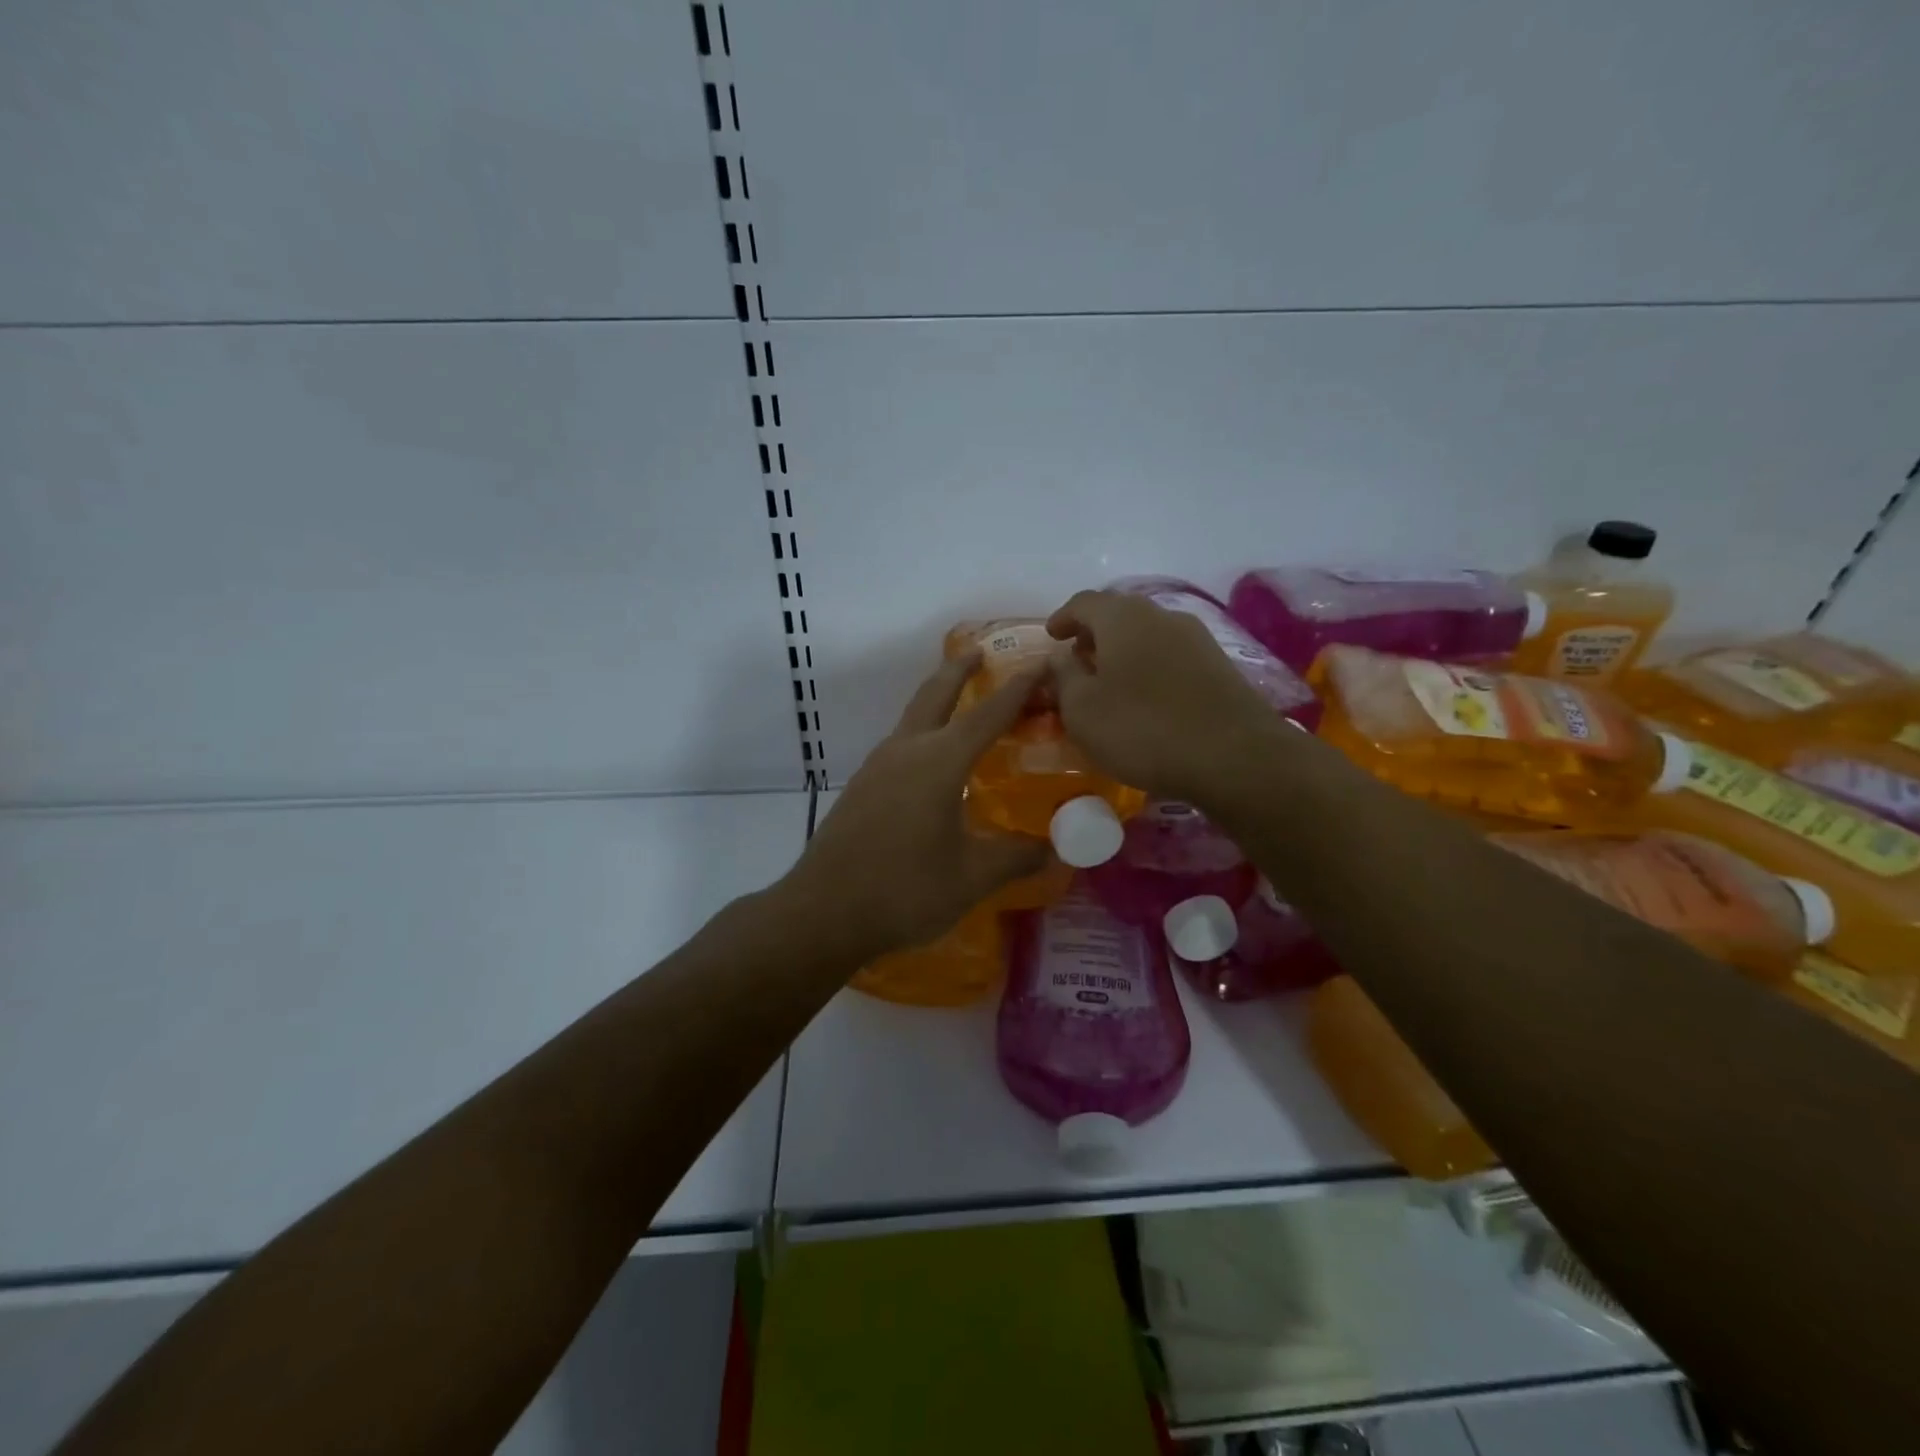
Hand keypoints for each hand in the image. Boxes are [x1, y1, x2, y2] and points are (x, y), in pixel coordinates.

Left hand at [783, 653, 1052, 963]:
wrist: (822, 912)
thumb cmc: (904, 890)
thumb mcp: (972, 877)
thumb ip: (1017, 858)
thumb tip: (1056, 852)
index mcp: (939, 762)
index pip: (988, 714)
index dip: (1018, 688)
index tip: (1040, 663)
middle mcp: (906, 751)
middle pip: (935, 694)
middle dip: (960, 669)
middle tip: (982, 652)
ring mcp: (877, 766)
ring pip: (913, 717)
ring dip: (938, 700)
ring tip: (962, 704)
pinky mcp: (861, 787)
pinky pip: (900, 744)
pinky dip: (922, 732)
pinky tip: (932, 762)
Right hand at [1047, 589, 1278, 804]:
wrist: (1235, 757)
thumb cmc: (1143, 729)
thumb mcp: (1082, 709)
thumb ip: (1063, 676)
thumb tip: (1060, 657)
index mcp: (1123, 617)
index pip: (1084, 602)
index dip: (1063, 618)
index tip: (1051, 636)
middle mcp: (1162, 616)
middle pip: (1119, 615)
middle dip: (1094, 634)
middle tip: (1077, 660)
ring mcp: (1197, 639)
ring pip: (1148, 635)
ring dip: (1123, 652)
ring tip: (1109, 682)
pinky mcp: (1219, 666)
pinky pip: (1171, 656)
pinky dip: (1149, 668)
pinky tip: (1145, 698)